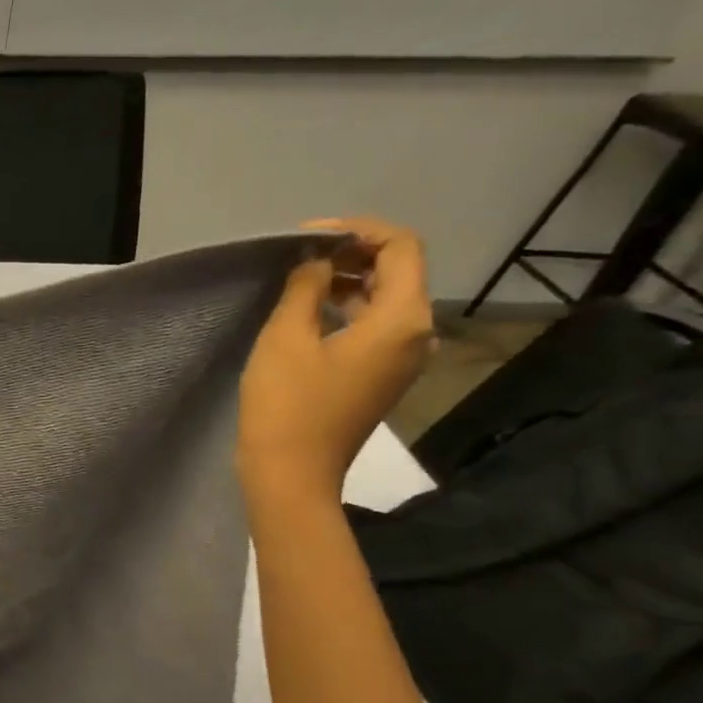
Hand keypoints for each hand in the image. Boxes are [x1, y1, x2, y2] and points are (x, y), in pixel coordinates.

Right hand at [238, 218, 434, 500]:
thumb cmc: (288, 404)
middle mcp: (416, 334)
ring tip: (298, 279)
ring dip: (347, 280)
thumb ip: (305, 288)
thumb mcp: (286, 338)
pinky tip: (308, 312)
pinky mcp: (381, 375)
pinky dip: (346, 308)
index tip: (308, 235)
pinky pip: (374, 326)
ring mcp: (402, 358)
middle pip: (399, 271)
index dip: (358, 230)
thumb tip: (316, 260)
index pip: (401, 247)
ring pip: (385, 298)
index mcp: (402, 319)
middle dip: (353, 252)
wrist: (293, 472)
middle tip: (300, 254)